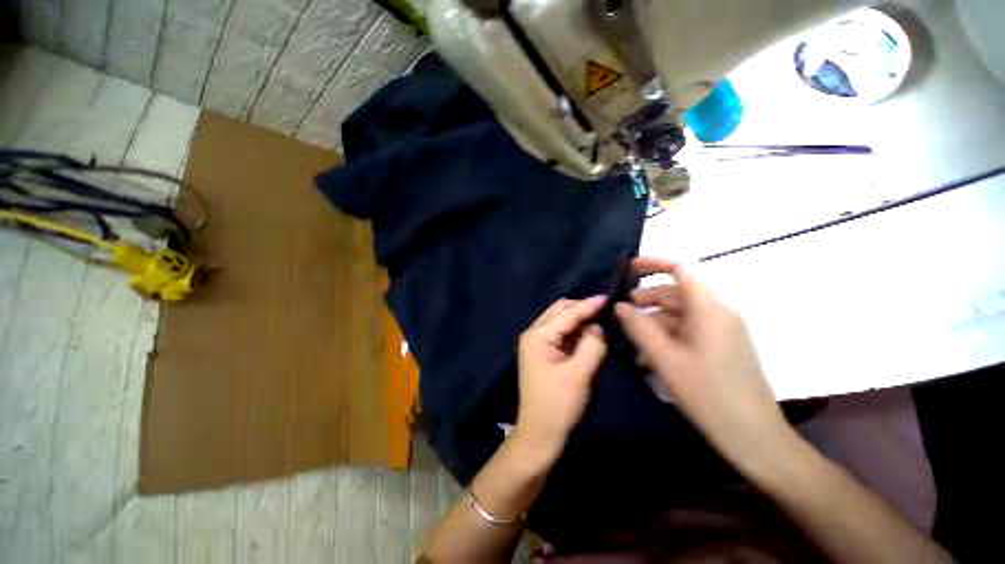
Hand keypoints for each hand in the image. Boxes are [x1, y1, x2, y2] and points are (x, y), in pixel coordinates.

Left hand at [515, 296, 607, 455]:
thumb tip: (599, 326)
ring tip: (601, 316)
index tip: (607, 297)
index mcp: (537, 336)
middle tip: (606, 308)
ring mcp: (539, 343)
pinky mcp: (546, 352)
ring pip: (562, 321)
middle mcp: (535, 334)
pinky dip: (577, 330)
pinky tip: (591, 330)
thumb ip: (592, 345)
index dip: (587, 305)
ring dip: (580, 318)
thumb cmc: (558, 405)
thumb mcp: (578, 374)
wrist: (541, 433)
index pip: (566, 314)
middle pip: (560, 311)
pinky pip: (563, 334)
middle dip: (582, 308)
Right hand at [614, 258, 790, 469]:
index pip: (681, 271)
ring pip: (681, 315)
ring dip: (654, 321)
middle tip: (621, 312)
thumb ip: (640, 328)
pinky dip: (667, 335)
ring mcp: (722, 332)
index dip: (653, 264)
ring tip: (631, 338)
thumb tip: (620, 306)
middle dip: (647, 299)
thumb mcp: (666, 359)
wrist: (754, 438)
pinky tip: (650, 354)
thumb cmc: (708, 395)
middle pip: (677, 294)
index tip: (629, 268)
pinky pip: (689, 331)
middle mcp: (719, 314)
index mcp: (710, 310)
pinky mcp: (722, 347)